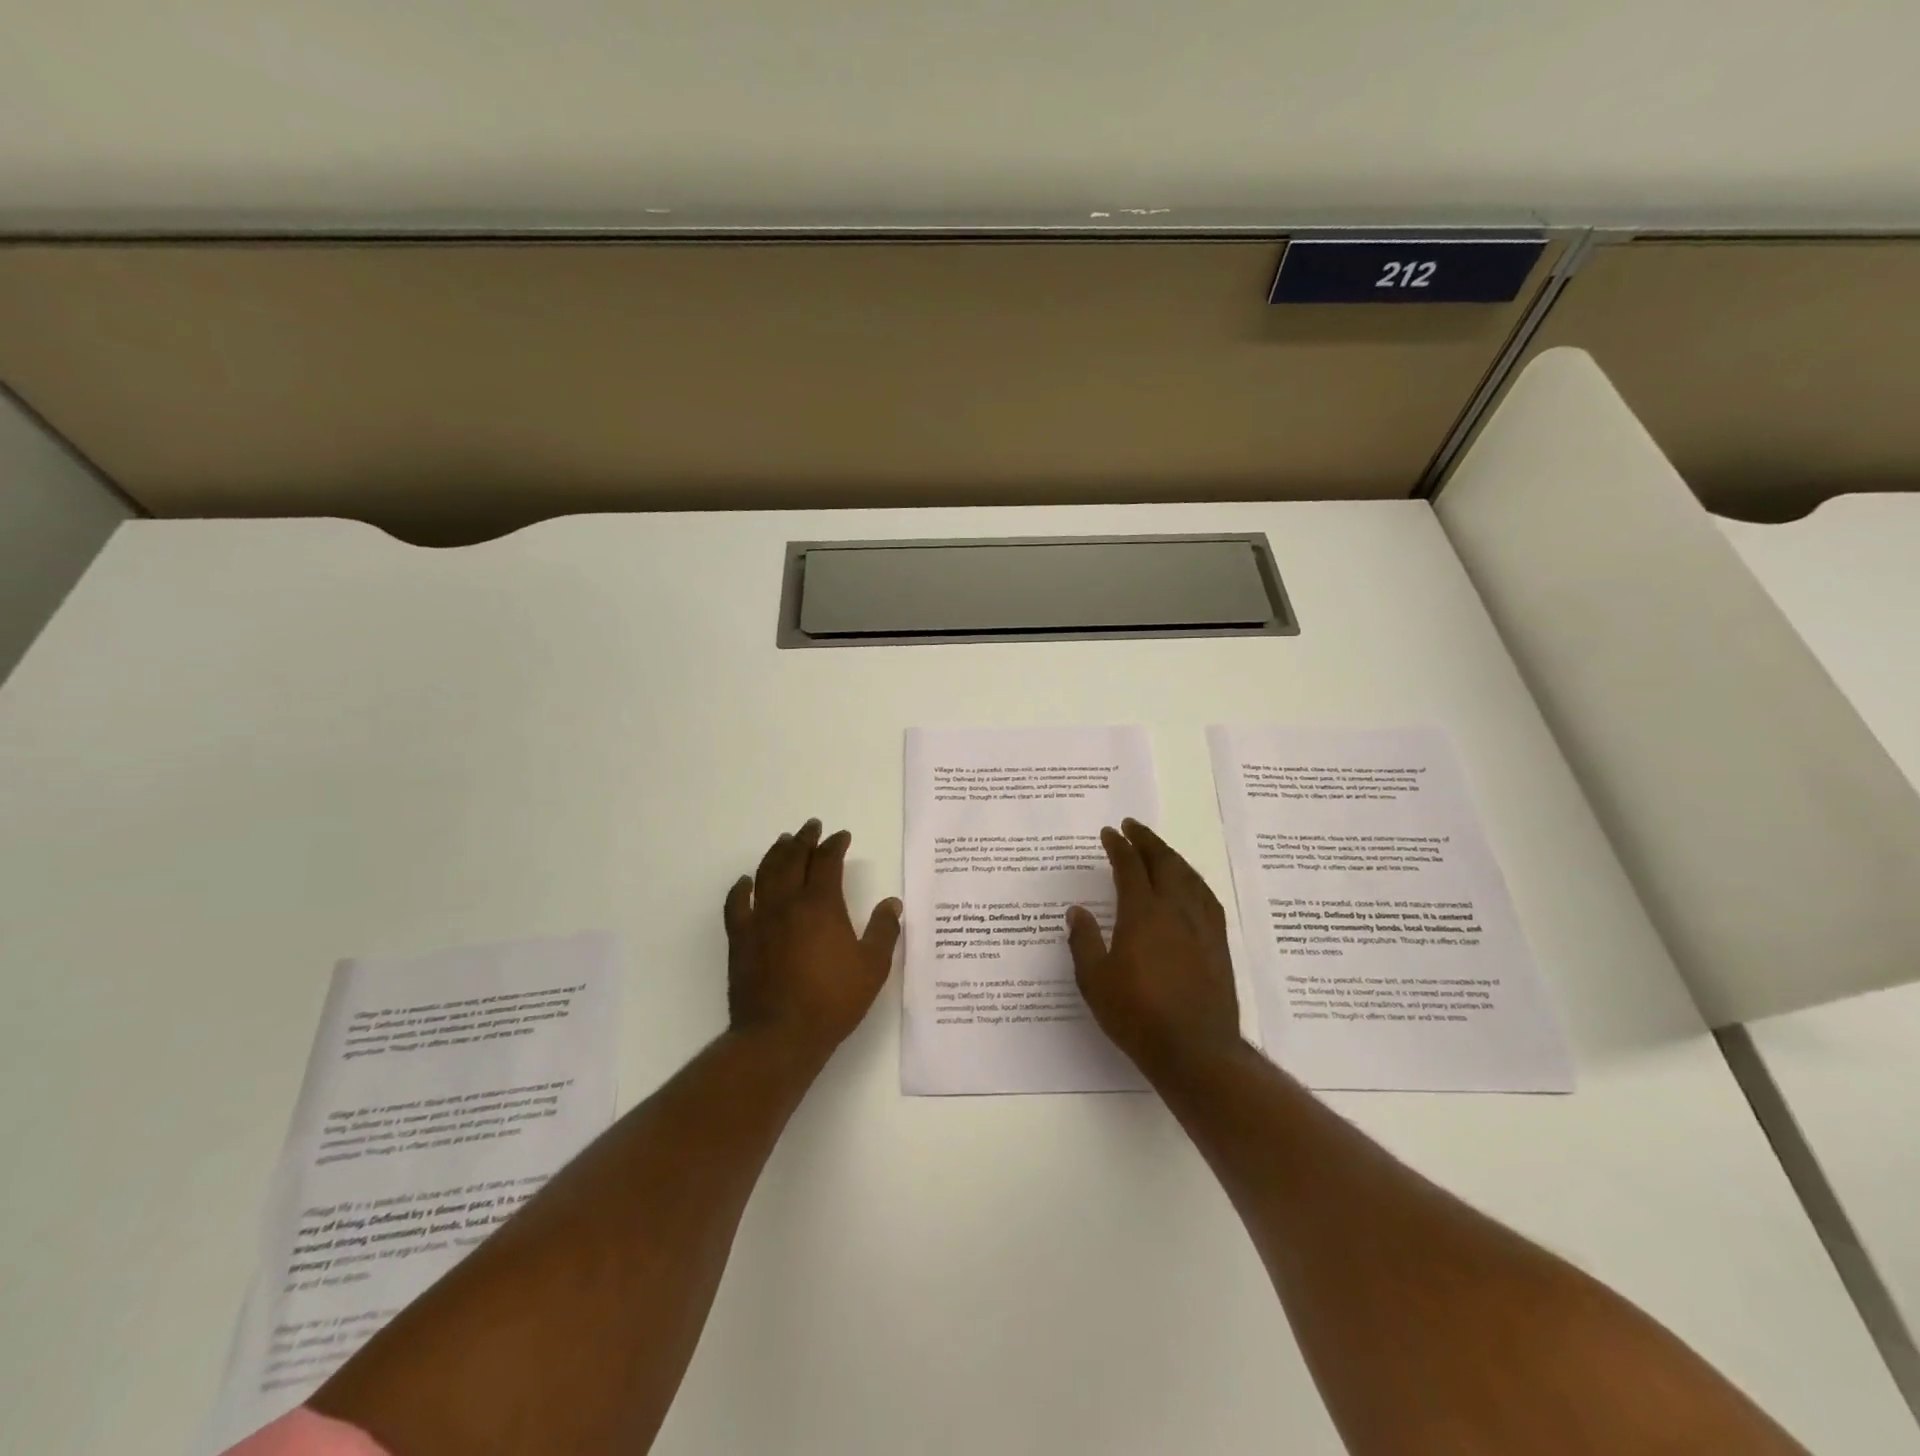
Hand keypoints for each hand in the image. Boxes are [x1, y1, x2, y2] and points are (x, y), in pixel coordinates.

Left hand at [724, 819, 903, 1058]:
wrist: (780, 1035)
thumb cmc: (832, 1000)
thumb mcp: (872, 967)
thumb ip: (884, 931)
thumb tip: (892, 902)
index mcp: (822, 905)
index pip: (827, 861)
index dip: (835, 845)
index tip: (842, 836)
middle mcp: (788, 903)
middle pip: (794, 859)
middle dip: (805, 839)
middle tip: (812, 827)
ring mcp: (760, 919)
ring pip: (766, 873)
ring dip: (777, 853)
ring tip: (784, 841)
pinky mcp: (740, 939)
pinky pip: (737, 904)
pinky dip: (741, 888)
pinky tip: (746, 881)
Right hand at [1066, 819, 1243, 1070]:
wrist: (1195, 1049)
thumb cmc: (1138, 1015)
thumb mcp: (1096, 981)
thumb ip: (1084, 942)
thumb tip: (1077, 911)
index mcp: (1143, 913)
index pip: (1130, 867)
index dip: (1118, 846)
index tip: (1109, 833)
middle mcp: (1175, 910)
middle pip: (1163, 862)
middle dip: (1146, 840)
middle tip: (1132, 826)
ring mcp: (1201, 925)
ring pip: (1188, 876)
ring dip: (1171, 856)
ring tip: (1158, 849)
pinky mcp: (1218, 943)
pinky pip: (1206, 897)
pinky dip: (1193, 879)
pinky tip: (1189, 884)